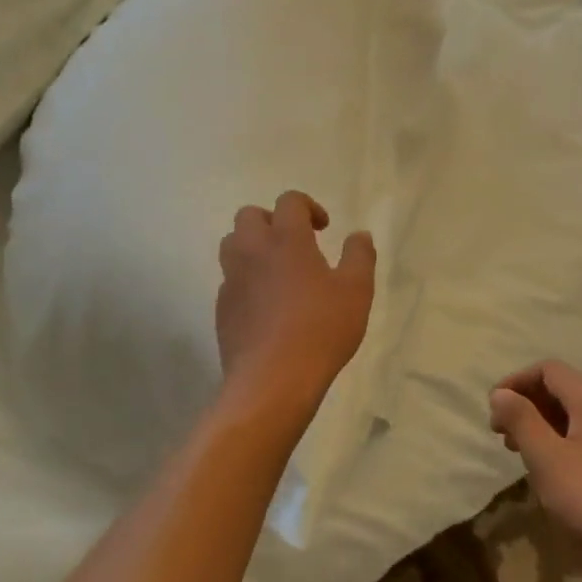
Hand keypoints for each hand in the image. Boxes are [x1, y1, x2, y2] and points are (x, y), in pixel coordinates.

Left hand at [216, 191, 375, 433]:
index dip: (307, 207)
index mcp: (286, 239)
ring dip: (252, 246)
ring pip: (232, 245)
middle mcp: (252, 251)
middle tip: (295, 243)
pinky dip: (245, 280)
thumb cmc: (321, 329)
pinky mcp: (221, 308)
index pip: (289, 202)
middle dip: (272, 221)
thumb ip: (359, 256)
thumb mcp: (356, 291)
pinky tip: (265, 305)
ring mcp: (231, 279)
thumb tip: (359, 234)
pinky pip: (229, 280)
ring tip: (276, 270)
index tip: (323, 228)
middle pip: (249, 216)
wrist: (272, 380)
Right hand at [488, 361, 581, 581]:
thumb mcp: (546, 458)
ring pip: (579, 414)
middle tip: (504, 437)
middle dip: (529, 406)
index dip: (515, 383)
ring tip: (526, 456)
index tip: (493, 412)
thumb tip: (501, 393)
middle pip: (564, 389)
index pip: (547, 370)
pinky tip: (559, 473)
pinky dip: (568, 441)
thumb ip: (520, 419)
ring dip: (547, 426)